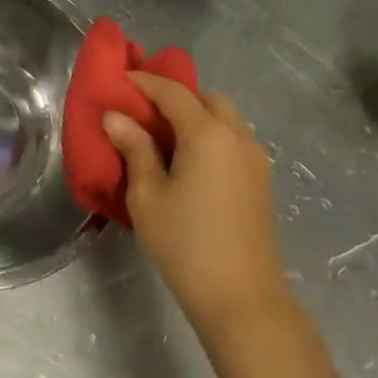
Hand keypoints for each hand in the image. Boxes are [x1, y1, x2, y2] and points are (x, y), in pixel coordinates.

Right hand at [103, 72, 288, 326]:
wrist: (242, 298)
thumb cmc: (185, 244)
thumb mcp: (147, 196)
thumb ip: (134, 149)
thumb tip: (116, 117)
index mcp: (208, 134)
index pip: (173, 92)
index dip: (144, 81)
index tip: (119, 78)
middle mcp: (237, 137)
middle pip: (207, 99)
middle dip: (176, 96)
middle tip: (144, 111)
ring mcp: (255, 160)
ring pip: (226, 119)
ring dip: (197, 116)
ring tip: (165, 137)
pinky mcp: (261, 182)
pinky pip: (234, 141)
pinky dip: (211, 136)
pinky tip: (189, 161)